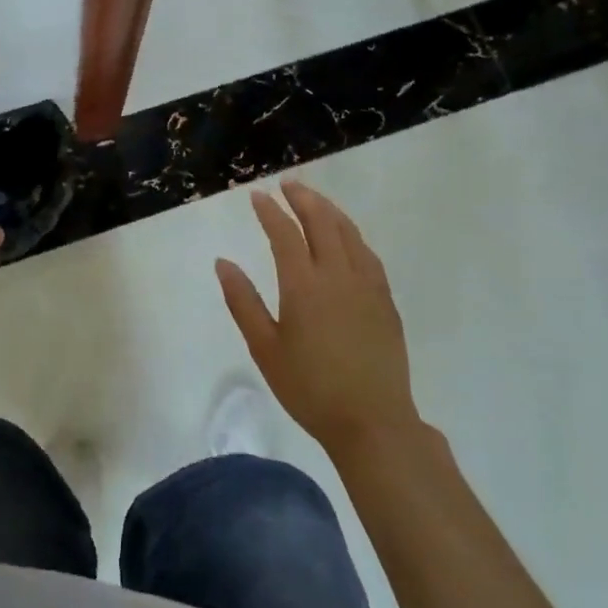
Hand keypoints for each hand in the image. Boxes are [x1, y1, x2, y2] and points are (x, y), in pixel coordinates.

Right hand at [215, 180, 423, 461]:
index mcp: (304, 285)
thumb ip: (243, 301)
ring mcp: (367, 286)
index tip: (257, 195)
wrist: (372, 422)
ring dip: (329, 211)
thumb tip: (223, 263)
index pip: (285, 233)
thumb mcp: (265, 348)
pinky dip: (352, 234)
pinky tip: (347, 237)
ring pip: (349, 233)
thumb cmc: (309, 388)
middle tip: (288, 184)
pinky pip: (367, 254)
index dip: (270, 211)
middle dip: (303, 199)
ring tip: (314, 199)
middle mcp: (337, 275)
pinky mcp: (385, 301)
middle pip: (322, 223)